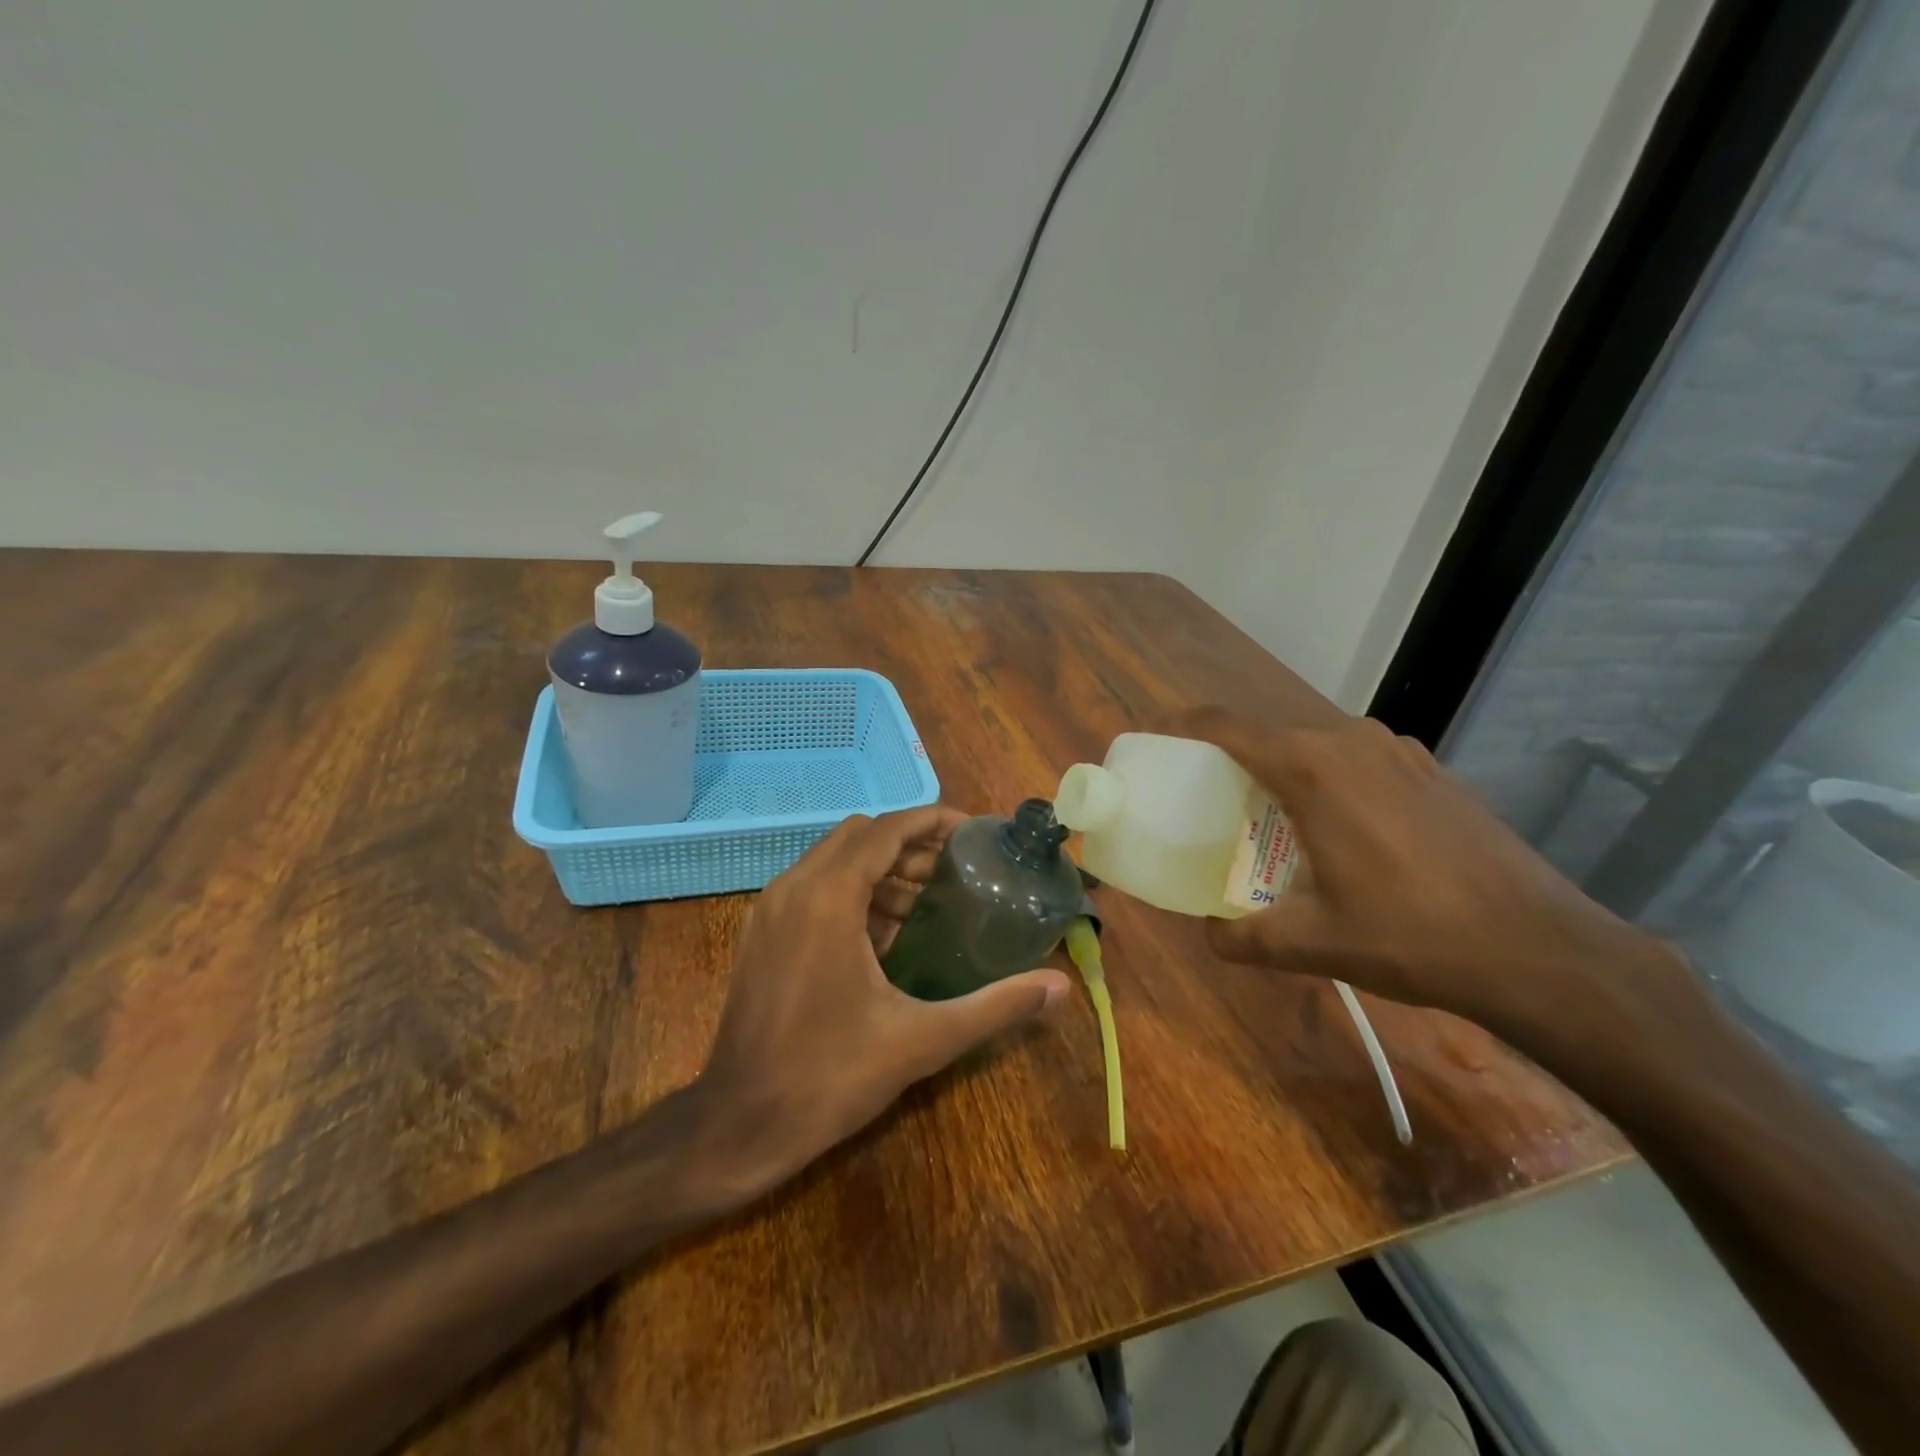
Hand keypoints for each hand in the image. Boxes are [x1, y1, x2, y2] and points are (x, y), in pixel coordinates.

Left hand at [691, 806, 1070, 1199]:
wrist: (738, 1125)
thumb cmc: (831, 1076)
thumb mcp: (922, 1039)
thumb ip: (994, 1006)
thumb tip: (1058, 986)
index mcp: (829, 897)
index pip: (887, 829)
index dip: (932, 821)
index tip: (973, 834)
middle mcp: (794, 887)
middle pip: (861, 836)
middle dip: (910, 845)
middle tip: (955, 871)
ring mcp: (770, 909)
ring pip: (834, 860)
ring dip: (881, 869)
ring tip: (928, 903)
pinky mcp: (761, 933)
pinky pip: (813, 888)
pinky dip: (852, 892)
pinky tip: (885, 936)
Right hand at [1169, 707, 1678, 1043]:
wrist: (1539, 949)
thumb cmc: (1411, 936)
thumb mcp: (1312, 944)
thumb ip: (1242, 937)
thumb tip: (1209, 933)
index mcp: (1311, 769)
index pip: (1225, 726)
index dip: (1182, 726)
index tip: (1156, 742)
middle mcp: (1351, 742)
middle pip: (1269, 737)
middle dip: (1232, 762)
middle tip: (1211, 804)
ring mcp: (1399, 751)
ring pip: (1316, 748)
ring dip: (1284, 773)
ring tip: (1274, 821)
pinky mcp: (1432, 770)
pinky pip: (1358, 761)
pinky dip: (1331, 781)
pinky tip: (1343, 832)